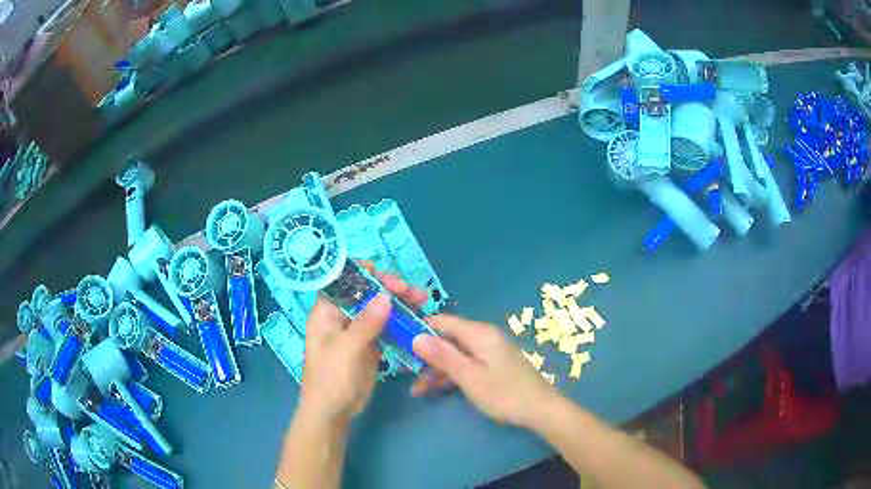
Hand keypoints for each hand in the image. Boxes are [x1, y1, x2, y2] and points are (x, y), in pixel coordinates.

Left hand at [298, 269, 429, 423]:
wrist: (333, 412)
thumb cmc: (330, 379)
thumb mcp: (346, 350)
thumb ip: (366, 324)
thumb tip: (385, 296)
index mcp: (327, 312)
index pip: (343, 280)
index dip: (363, 273)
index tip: (387, 277)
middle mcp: (342, 316)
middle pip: (366, 292)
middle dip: (389, 288)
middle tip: (412, 292)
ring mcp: (357, 330)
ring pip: (379, 308)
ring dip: (399, 303)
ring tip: (422, 301)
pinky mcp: (370, 344)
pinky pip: (386, 326)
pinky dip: (401, 321)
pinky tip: (417, 319)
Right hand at [412, 315, 558, 427]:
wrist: (540, 409)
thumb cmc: (504, 393)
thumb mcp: (469, 377)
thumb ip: (442, 356)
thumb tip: (416, 336)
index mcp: (479, 333)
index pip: (442, 321)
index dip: (419, 328)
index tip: (398, 341)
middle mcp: (483, 337)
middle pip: (447, 339)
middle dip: (426, 356)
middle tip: (404, 373)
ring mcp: (489, 351)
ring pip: (455, 354)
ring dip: (436, 370)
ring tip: (417, 391)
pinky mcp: (492, 365)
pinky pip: (466, 364)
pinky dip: (451, 375)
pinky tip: (435, 391)